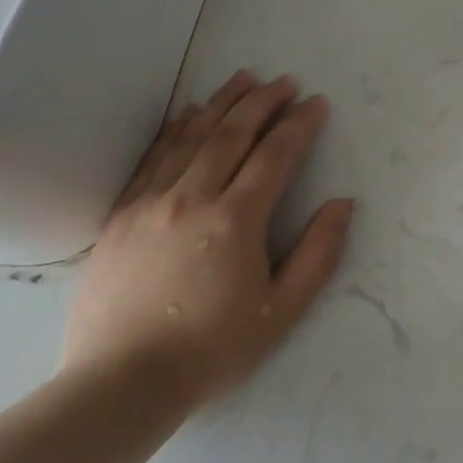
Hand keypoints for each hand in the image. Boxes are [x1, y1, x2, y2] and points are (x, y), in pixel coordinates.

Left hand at [61, 73, 353, 410]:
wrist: (120, 384)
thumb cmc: (211, 350)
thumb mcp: (281, 311)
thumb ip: (318, 254)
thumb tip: (342, 204)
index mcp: (235, 220)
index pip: (274, 155)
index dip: (298, 125)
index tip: (316, 103)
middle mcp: (192, 198)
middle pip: (231, 134)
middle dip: (262, 102)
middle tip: (284, 81)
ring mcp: (149, 203)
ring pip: (190, 137)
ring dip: (220, 103)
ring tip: (243, 78)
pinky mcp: (120, 217)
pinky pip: (152, 158)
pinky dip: (175, 129)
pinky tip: (186, 114)